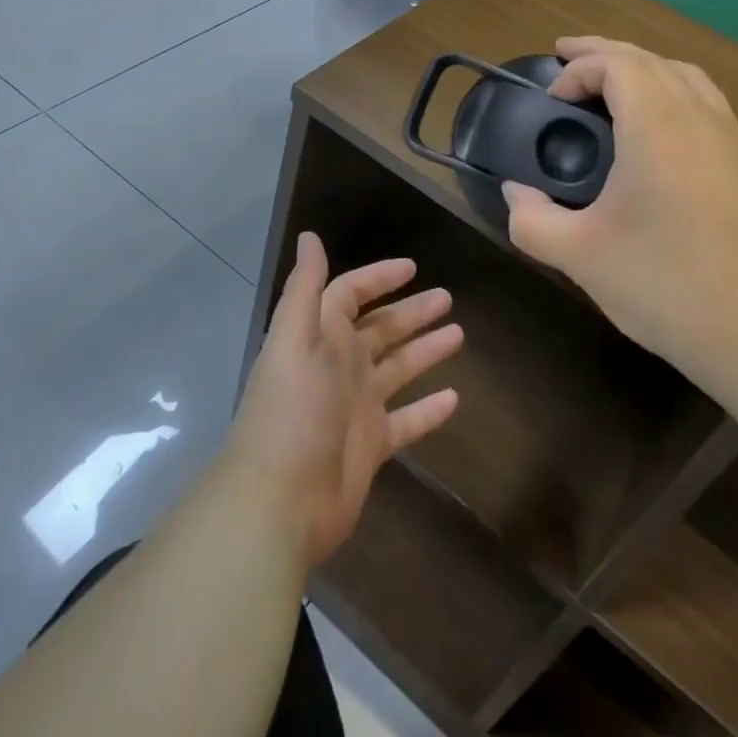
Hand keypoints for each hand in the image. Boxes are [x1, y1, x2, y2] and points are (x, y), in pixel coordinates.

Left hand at [224, 233, 462, 567]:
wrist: (278, 501)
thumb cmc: (290, 411)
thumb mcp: (294, 339)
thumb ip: (304, 287)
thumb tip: (309, 236)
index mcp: (322, 337)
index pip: (351, 294)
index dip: (379, 277)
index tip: (412, 267)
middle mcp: (340, 365)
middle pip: (382, 329)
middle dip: (412, 312)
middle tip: (448, 298)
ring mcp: (357, 406)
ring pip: (398, 368)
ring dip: (425, 350)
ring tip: (459, 334)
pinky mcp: (371, 445)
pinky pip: (407, 420)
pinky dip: (429, 410)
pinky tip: (456, 398)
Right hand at [502, 37, 737, 378]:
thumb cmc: (667, 285)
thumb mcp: (581, 256)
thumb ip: (532, 220)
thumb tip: (514, 193)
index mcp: (657, 124)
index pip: (615, 64)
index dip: (578, 70)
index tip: (551, 100)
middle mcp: (698, 115)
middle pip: (649, 58)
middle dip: (603, 52)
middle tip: (566, 56)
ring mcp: (731, 136)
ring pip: (683, 74)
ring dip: (641, 66)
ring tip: (611, 80)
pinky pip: (705, 99)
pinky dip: (671, 89)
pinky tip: (659, 124)